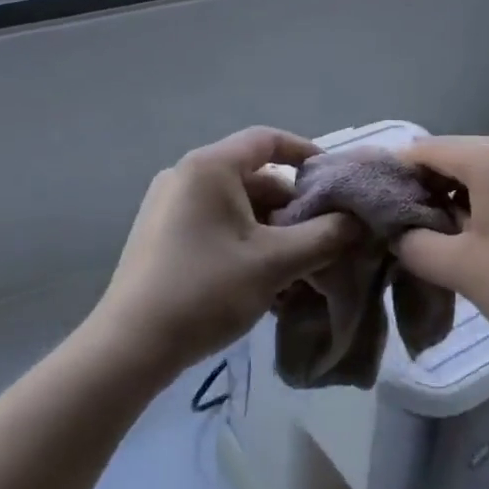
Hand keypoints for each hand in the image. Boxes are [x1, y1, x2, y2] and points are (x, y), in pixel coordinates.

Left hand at [88, 128, 361, 381]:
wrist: (130, 348)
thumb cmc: (206, 290)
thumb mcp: (275, 262)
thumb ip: (325, 236)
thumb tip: (359, 221)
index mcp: (209, 167)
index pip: (267, 140)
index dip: (306, 153)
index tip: (335, 180)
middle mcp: (186, 176)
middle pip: (255, 178)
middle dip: (293, 208)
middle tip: (323, 239)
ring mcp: (170, 206)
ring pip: (238, 208)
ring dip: (273, 233)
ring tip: (299, 270)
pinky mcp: (162, 236)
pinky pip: (217, 226)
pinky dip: (246, 244)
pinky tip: (266, 283)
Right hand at [393, 137, 488, 372]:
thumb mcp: (461, 269)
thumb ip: (415, 244)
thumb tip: (400, 234)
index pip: (431, 149)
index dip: (401, 171)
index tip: (382, 199)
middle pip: (464, 154)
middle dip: (434, 183)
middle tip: (413, 220)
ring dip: (466, 192)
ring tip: (451, 231)